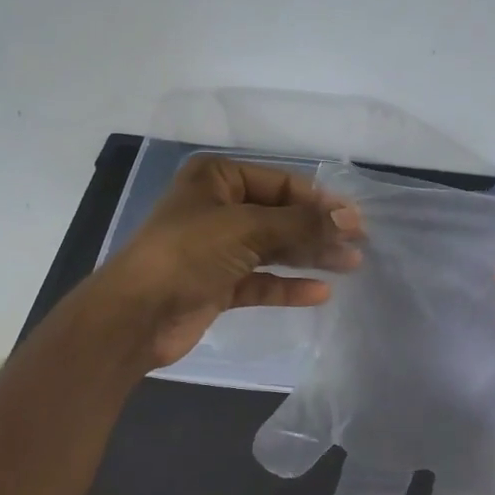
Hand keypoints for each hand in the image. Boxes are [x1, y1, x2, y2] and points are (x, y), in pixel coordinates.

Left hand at [92, 155, 362, 368]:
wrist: (135, 315)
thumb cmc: (189, 254)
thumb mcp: (247, 228)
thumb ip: (301, 223)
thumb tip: (350, 218)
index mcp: (217, 179)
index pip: (281, 183)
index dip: (319, 201)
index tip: (356, 220)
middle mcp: (217, 208)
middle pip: (280, 216)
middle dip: (318, 230)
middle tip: (359, 244)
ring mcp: (217, 248)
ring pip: (273, 248)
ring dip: (309, 256)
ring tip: (350, 264)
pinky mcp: (218, 284)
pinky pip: (260, 280)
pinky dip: (287, 286)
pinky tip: (320, 292)